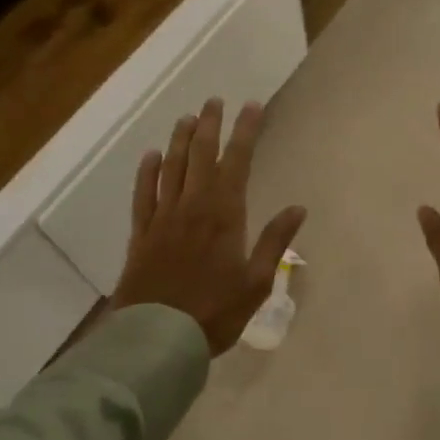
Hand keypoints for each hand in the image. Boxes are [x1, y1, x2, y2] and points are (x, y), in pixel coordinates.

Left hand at [111, 98, 307, 355]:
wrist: (158, 338)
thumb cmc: (215, 312)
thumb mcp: (256, 282)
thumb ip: (275, 242)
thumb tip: (298, 208)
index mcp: (224, 215)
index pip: (237, 161)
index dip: (245, 131)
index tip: (252, 106)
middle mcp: (192, 206)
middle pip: (201, 156)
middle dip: (210, 125)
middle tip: (215, 101)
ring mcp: (163, 218)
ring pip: (171, 168)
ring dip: (180, 140)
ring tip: (187, 118)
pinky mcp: (141, 234)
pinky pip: (143, 194)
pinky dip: (147, 172)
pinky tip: (151, 156)